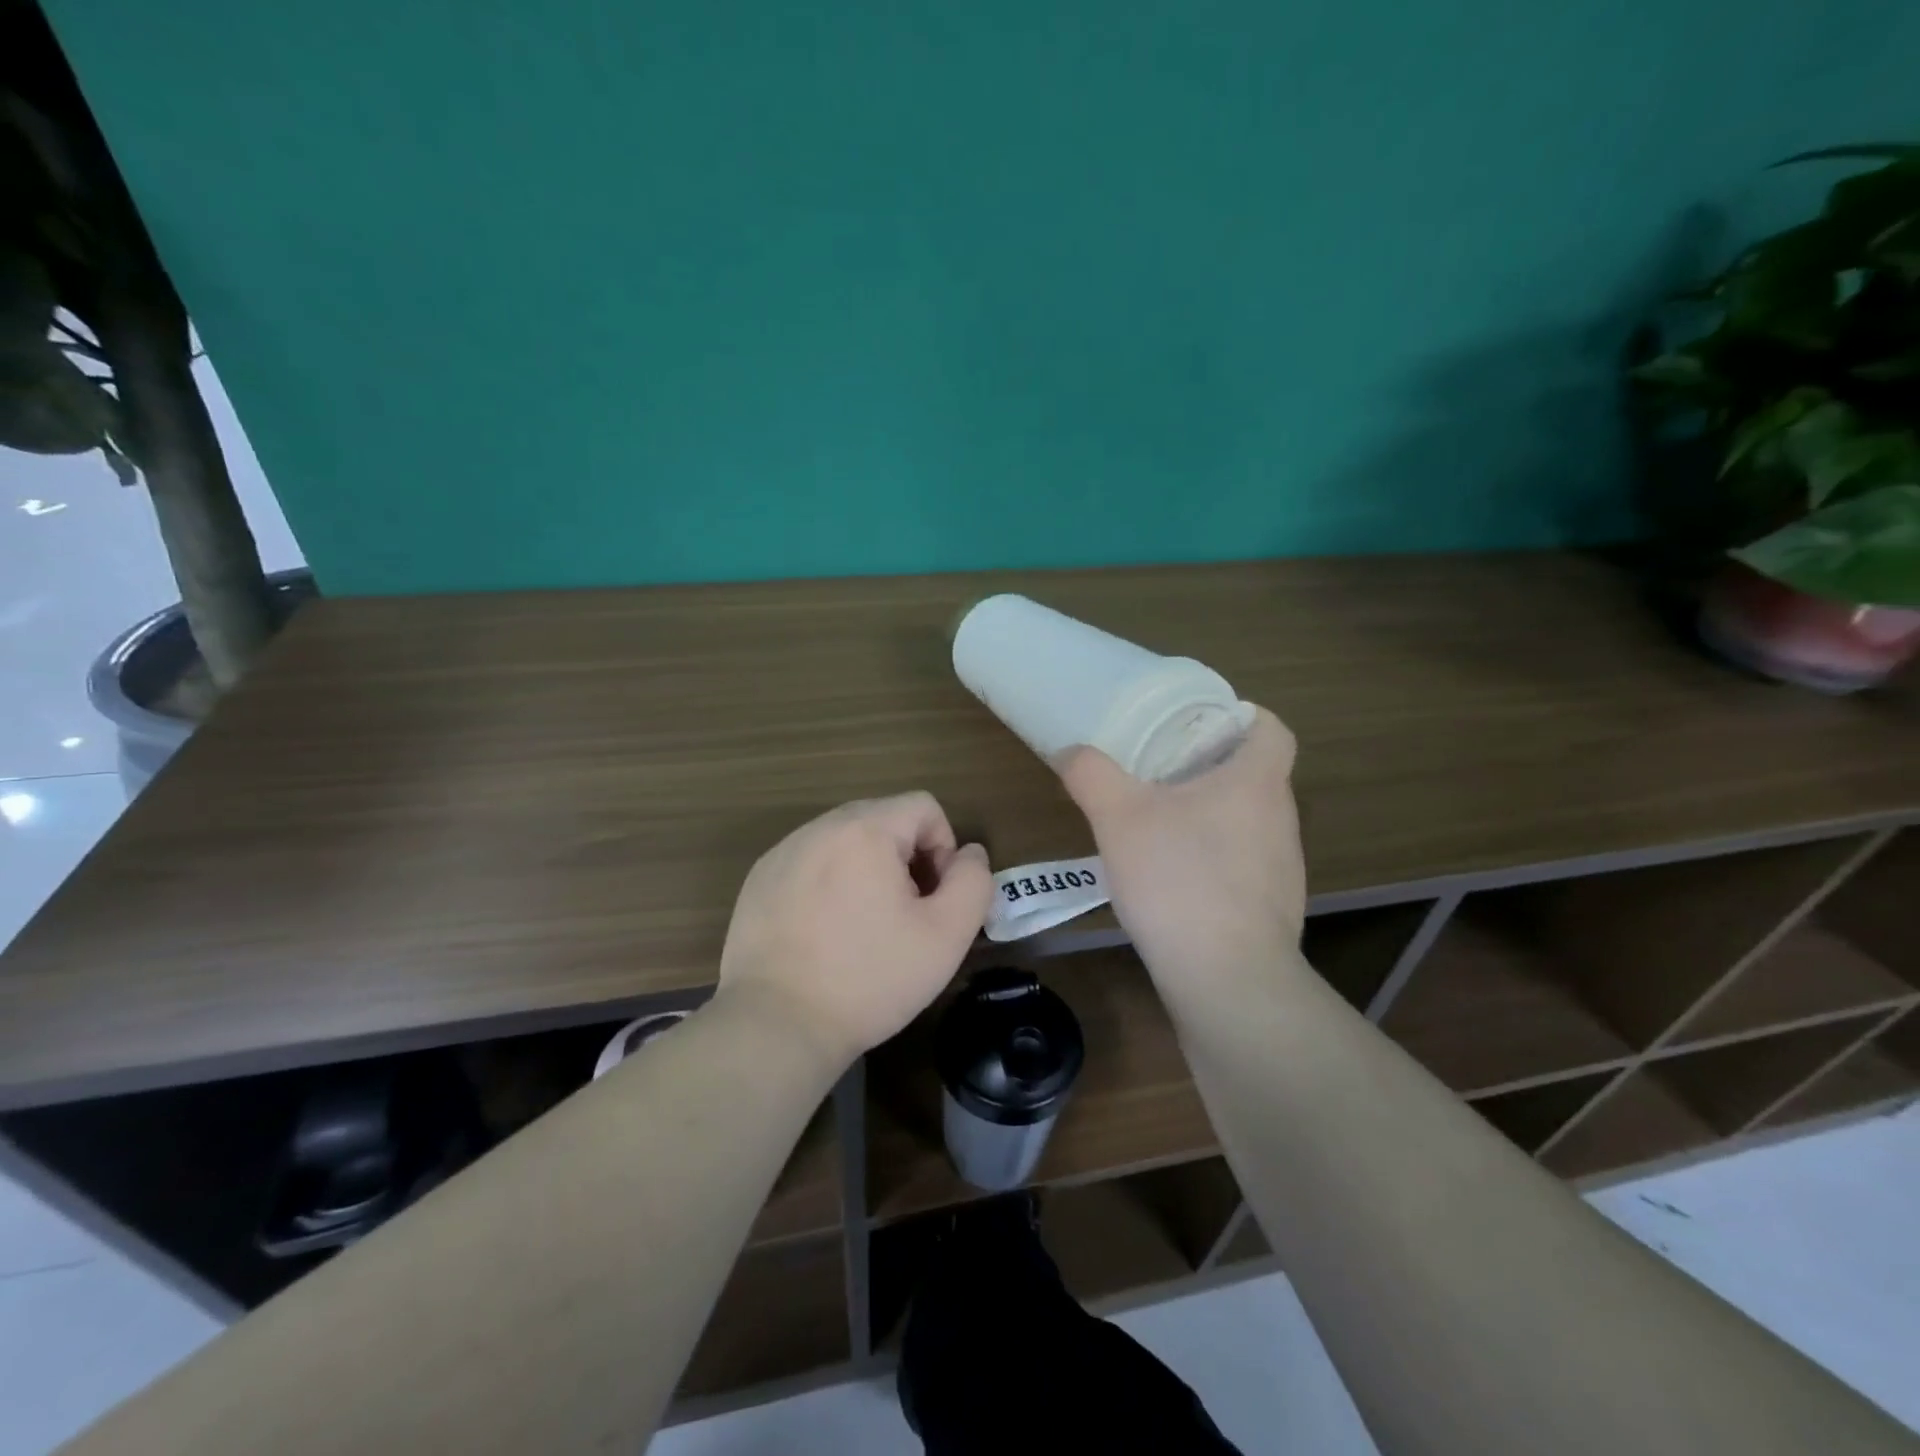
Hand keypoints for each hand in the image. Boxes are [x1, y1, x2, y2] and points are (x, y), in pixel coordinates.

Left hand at [715, 793, 992, 1065]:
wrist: (776, 1025)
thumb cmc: (869, 978)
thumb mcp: (946, 936)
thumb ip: (973, 882)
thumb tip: (970, 853)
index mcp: (865, 829)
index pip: (923, 807)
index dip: (944, 848)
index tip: (934, 899)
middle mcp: (820, 827)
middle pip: (884, 820)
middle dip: (906, 859)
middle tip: (904, 915)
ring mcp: (783, 852)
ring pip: (846, 841)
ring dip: (867, 870)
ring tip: (864, 926)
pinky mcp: (759, 879)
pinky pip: (811, 863)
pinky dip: (829, 885)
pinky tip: (825, 934)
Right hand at [1056, 707, 1305, 987]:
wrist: (1226, 980)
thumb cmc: (1179, 879)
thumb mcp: (1118, 817)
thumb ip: (1091, 774)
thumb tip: (1072, 752)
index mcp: (1257, 782)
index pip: (1271, 729)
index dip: (1241, 716)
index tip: (1199, 723)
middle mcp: (1281, 818)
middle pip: (1256, 773)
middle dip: (1211, 766)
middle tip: (1161, 769)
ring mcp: (1282, 868)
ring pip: (1249, 821)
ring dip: (1211, 814)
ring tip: (1160, 823)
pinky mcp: (1272, 908)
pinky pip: (1243, 864)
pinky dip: (1214, 858)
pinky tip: (1174, 879)